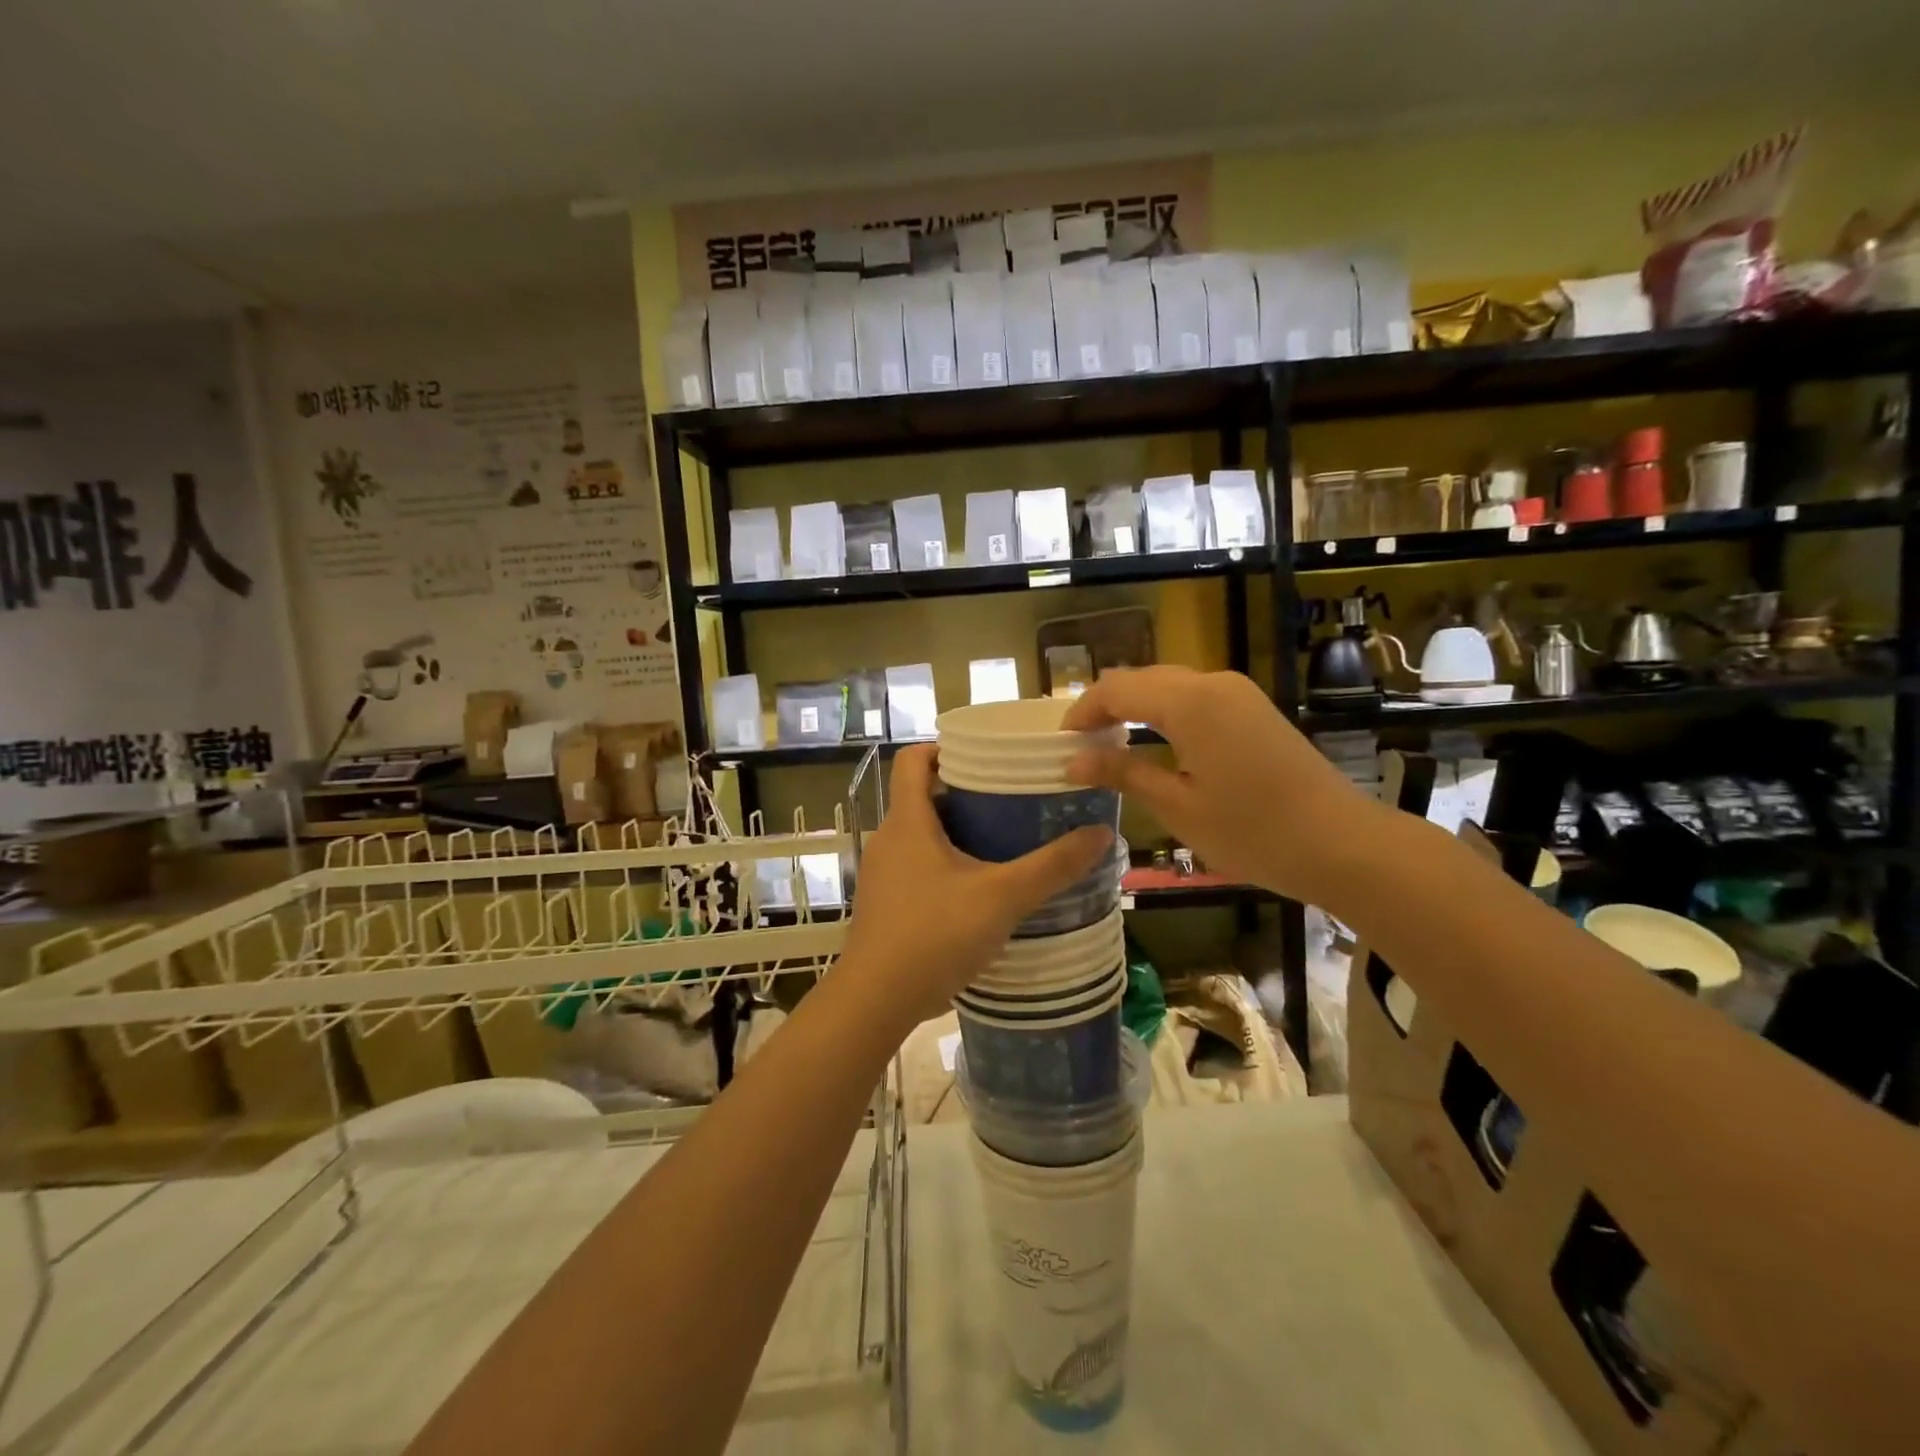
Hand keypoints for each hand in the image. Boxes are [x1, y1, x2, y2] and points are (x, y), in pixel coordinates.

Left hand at [838, 745, 1112, 1035]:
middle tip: (1013, 801)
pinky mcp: (885, 903)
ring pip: (922, 836)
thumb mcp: (1002, 897)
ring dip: (959, 834)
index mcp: (908, 821)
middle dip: (966, 795)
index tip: (986, 756)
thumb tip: (1101, 833)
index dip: (945, 748)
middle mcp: (888, 839)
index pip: (912, 759)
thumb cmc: (935, 934)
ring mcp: (883, 873)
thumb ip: (1052, 866)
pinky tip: (981, 890)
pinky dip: (946, 866)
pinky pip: (917, 867)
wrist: (876, 1000)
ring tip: (1005, 844)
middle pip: (924, 797)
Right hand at [1062, 666, 1373, 903]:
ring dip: (1135, 708)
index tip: (1061, 744)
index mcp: (1189, 702)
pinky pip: (1195, 697)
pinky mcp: (1254, 708)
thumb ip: (1123, 773)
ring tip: (1112, 747)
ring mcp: (1238, 693)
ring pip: (1169, 685)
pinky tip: (1156, 744)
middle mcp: (1212, 683)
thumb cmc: (1253, 831)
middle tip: (1082, 748)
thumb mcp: (1177, 806)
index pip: (1116, 688)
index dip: (1082, 711)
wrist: (1342, 843)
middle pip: (1142, 679)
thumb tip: (1074, 760)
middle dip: (1106, 707)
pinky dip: (1164, 713)